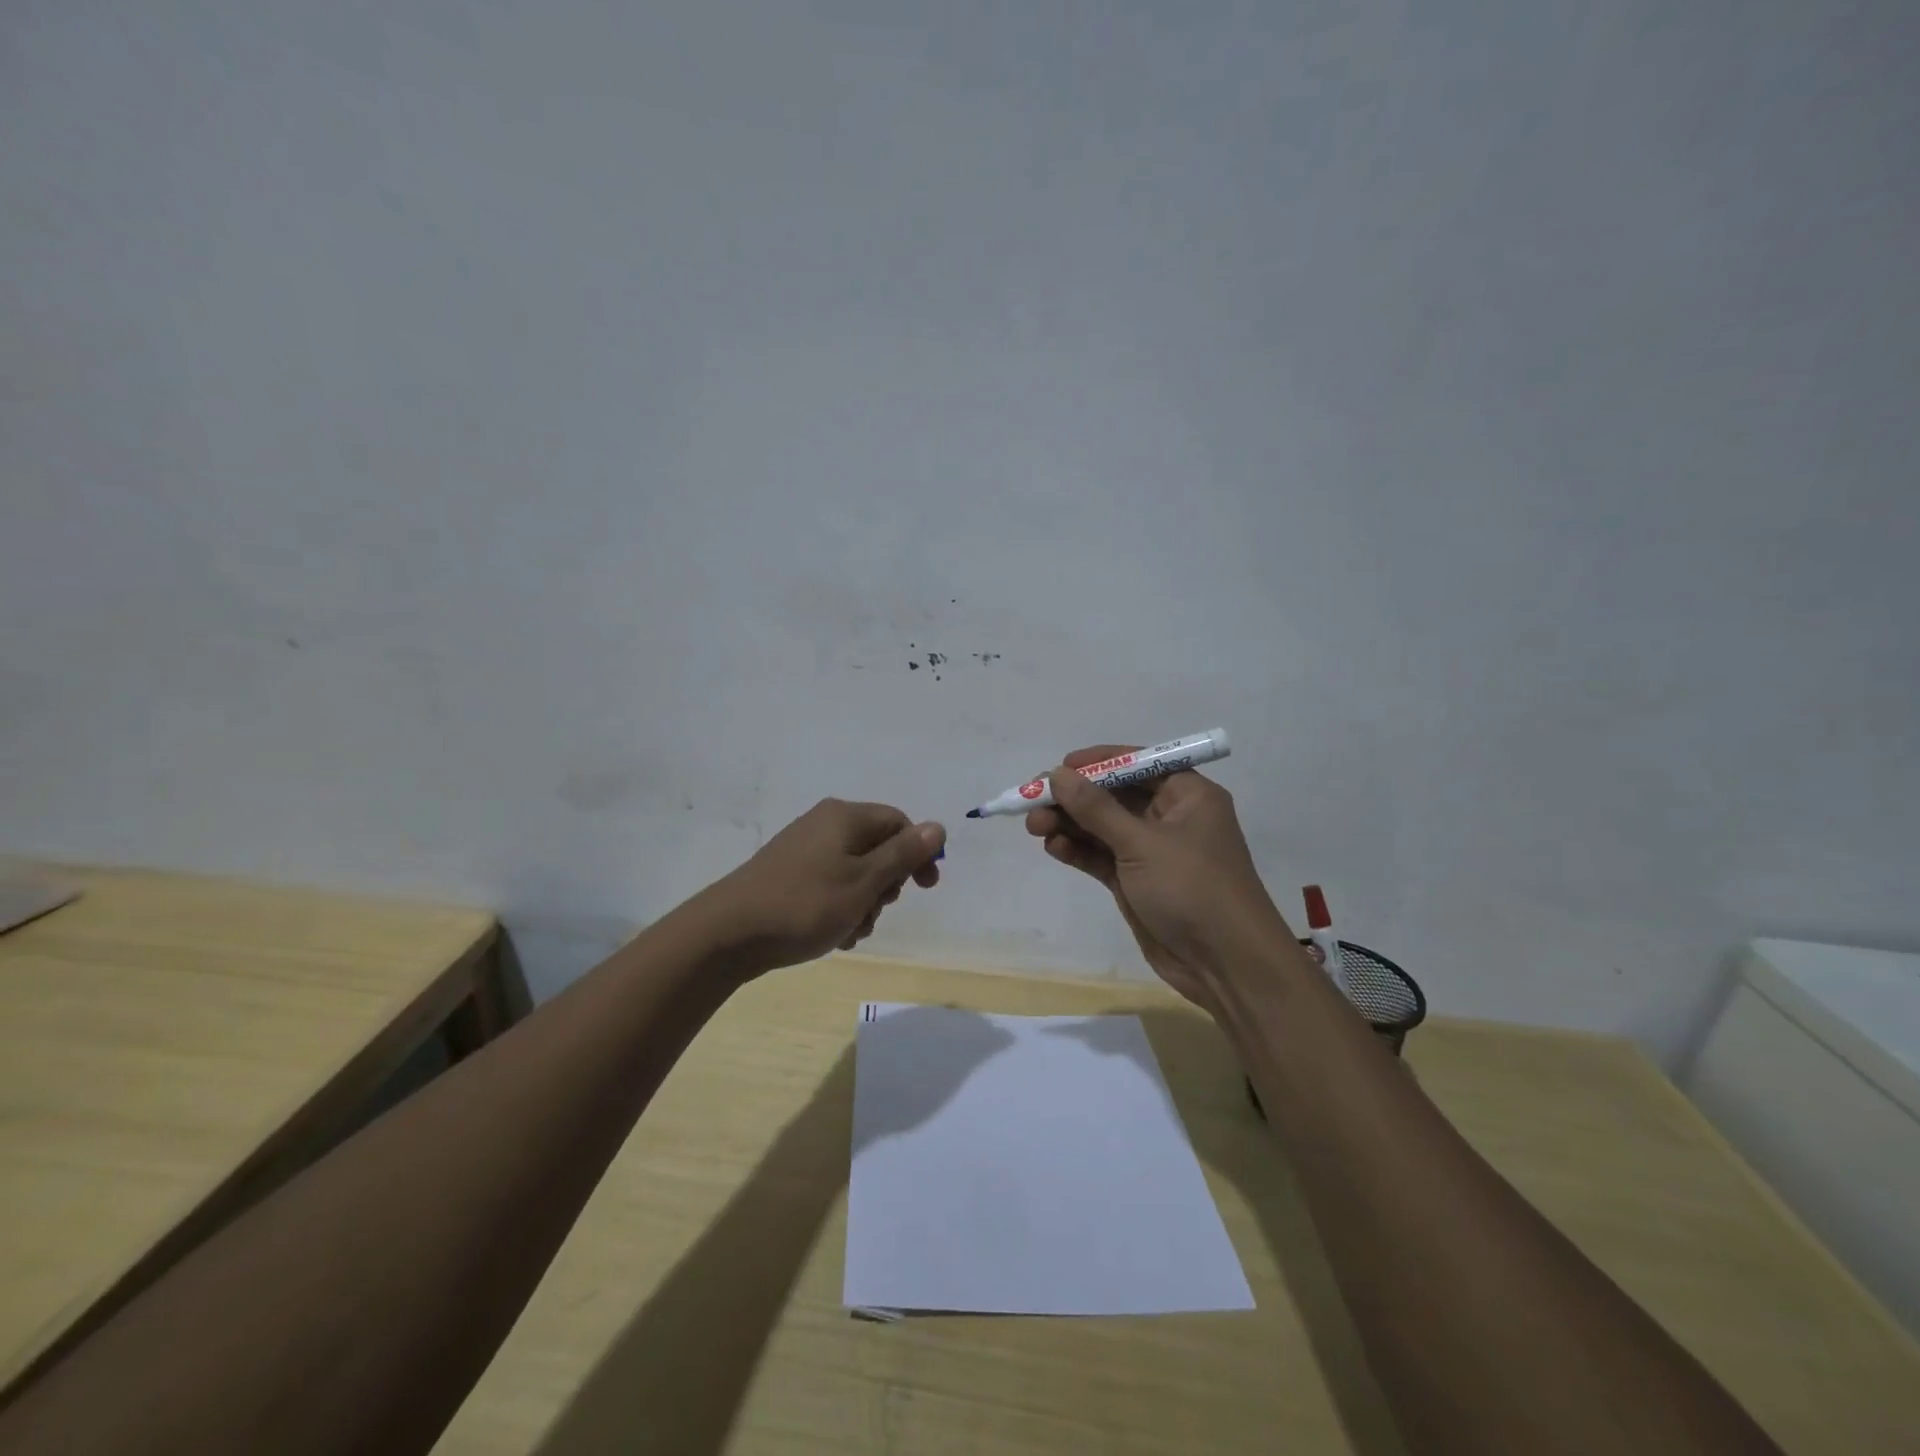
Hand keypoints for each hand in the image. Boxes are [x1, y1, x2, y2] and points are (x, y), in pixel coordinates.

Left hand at [705, 799, 944, 976]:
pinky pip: (829, 885)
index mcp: (845, 817)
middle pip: (877, 849)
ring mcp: (803, 849)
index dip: (918, 854)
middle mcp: (825, 825)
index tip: (925, 890)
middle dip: (886, 886)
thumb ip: (904, 854)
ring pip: (855, 873)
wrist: (728, 932)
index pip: (899, 823)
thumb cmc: (805, 904)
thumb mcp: (864, 881)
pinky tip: (833, 936)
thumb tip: (937, 828)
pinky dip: (839, 908)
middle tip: (875, 911)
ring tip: (850, 932)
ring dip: (863, 904)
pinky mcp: (788, 874)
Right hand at [1026, 746, 1289, 1007]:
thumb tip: (1057, 775)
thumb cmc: (1192, 888)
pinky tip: (1054, 848)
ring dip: (1069, 824)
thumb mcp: (1141, 843)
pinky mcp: (1136, 882)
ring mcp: (1152, 852)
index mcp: (1187, 795)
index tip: (1059, 768)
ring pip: (1102, 827)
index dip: (1097, 763)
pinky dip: (1078, 850)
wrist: (1225, 965)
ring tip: (1035, 827)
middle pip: (1113, 795)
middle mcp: (1170, 817)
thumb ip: (1096, 809)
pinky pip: (1101, 856)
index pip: (1137, 764)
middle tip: (1033, 801)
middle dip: (1074, 798)